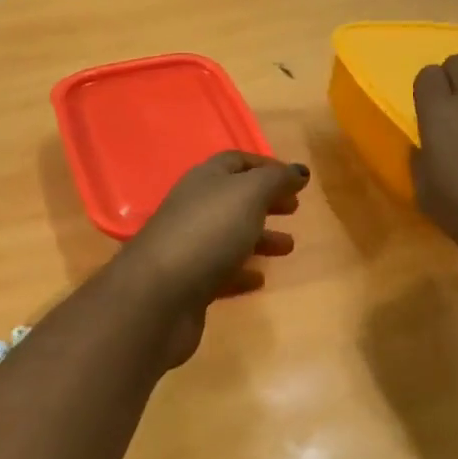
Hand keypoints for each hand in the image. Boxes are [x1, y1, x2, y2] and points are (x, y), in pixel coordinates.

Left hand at [116, 151, 308, 364]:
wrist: (158, 295)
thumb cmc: (208, 233)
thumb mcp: (248, 195)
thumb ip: (275, 180)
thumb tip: (299, 170)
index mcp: (204, 180)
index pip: (235, 162)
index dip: (266, 166)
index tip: (296, 179)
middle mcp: (193, 209)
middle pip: (233, 200)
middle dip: (265, 202)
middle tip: (294, 209)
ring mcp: (188, 247)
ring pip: (229, 236)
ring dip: (259, 238)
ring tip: (288, 247)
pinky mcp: (188, 284)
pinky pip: (220, 272)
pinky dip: (241, 272)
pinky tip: (259, 279)